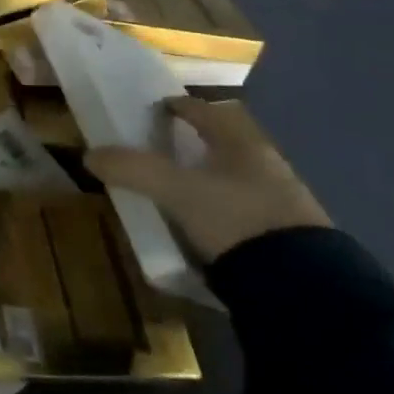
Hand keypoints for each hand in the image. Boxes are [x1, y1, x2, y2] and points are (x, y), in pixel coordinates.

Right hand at [85, 97, 330, 264]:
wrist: (304, 287)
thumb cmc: (236, 218)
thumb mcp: (174, 191)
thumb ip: (132, 169)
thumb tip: (89, 154)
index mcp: (242, 143)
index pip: (206, 112)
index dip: (178, 106)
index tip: (156, 109)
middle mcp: (266, 164)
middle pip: (225, 142)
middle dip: (195, 143)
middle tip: (162, 149)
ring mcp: (282, 201)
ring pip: (236, 175)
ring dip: (210, 176)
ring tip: (178, 189)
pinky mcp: (288, 236)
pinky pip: (245, 207)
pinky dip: (222, 207)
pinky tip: (206, 223)